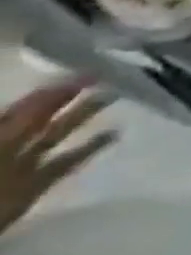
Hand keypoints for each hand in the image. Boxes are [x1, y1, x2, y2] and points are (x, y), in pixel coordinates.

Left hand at [0, 80, 114, 236]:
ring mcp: (25, 165)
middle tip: (101, 74)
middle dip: (68, 95)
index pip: (26, 107)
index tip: (80, 70)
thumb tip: (48, 94)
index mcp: (0, 135)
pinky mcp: (38, 184)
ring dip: (84, 115)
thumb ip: (18, 124)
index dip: (49, 89)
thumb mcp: (2, 143)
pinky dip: (91, 148)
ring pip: (58, 134)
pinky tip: (115, 134)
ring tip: (115, 95)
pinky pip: (68, 161)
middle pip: (41, 116)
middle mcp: (10, 145)